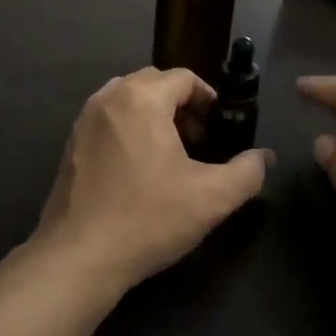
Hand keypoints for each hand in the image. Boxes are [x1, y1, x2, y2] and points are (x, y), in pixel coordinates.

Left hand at [35, 68, 271, 295]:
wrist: (78, 257)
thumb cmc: (148, 219)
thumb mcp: (211, 198)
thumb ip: (247, 172)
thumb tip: (264, 157)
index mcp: (141, 98)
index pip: (184, 78)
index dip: (209, 99)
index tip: (221, 128)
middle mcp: (108, 98)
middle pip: (154, 83)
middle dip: (182, 105)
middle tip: (199, 141)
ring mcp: (84, 120)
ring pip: (128, 100)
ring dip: (155, 116)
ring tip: (171, 155)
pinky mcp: (71, 144)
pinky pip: (109, 120)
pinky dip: (130, 130)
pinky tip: (140, 171)